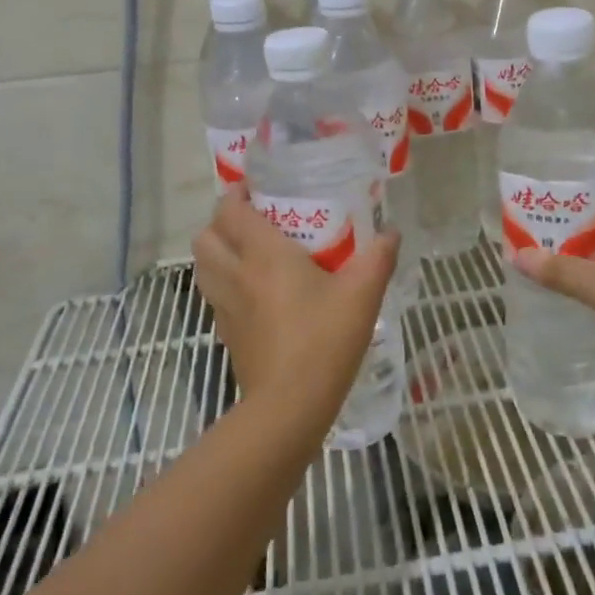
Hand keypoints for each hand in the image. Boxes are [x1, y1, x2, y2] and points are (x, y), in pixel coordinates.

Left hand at [192, 185, 400, 426]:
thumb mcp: (363, 294)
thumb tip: (391, 231)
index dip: (236, 193)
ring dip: (216, 251)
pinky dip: (223, 283)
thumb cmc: (325, 340)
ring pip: (202, 266)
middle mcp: (236, 275)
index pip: (231, 211)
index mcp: (263, 255)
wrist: (290, 406)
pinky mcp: (226, 334)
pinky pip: (213, 295)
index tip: (256, 188)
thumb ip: (378, 257)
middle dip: (220, 221)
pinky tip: (253, 292)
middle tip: (252, 220)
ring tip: (247, 251)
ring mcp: (225, 307)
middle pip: (205, 236)